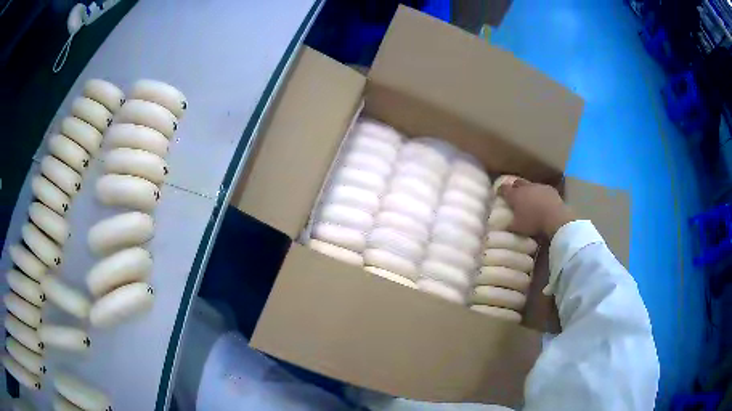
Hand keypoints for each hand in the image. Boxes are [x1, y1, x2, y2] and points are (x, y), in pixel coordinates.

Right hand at [498, 179, 575, 237]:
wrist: (555, 217)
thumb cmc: (533, 223)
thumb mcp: (517, 228)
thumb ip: (509, 224)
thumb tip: (504, 224)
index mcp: (515, 195)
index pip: (503, 189)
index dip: (500, 191)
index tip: (499, 193)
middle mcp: (525, 187)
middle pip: (517, 183)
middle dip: (514, 187)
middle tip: (514, 195)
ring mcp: (538, 186)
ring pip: (530, 185)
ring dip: (529, 191)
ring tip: (530, 199)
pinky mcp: (549, 189)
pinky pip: (542, 189)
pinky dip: (540, 194)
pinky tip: (542, 201)